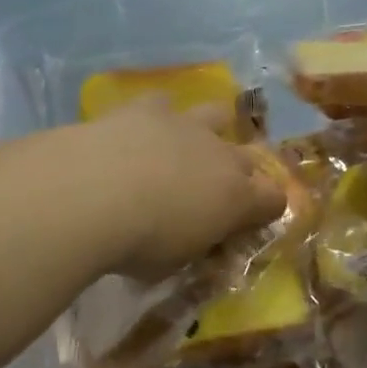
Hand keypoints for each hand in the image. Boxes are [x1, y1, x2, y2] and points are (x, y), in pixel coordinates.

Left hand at [63, 96, 285, 282]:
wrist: (93, 193)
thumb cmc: (138, 243)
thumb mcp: (173, 264)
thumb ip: (192, 246)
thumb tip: (192, 240)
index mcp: (236, 198)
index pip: (273, 199)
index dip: (266, 209)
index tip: (250, 223)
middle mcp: (221, 155)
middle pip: (249, 158)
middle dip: (239, 173)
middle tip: (214, 192)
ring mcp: (186, 125)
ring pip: (217, 114)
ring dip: (210, 130)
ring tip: (188, 146)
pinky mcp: (149, 108)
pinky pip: (164, 104)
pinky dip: (158, 116)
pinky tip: (142, 129)